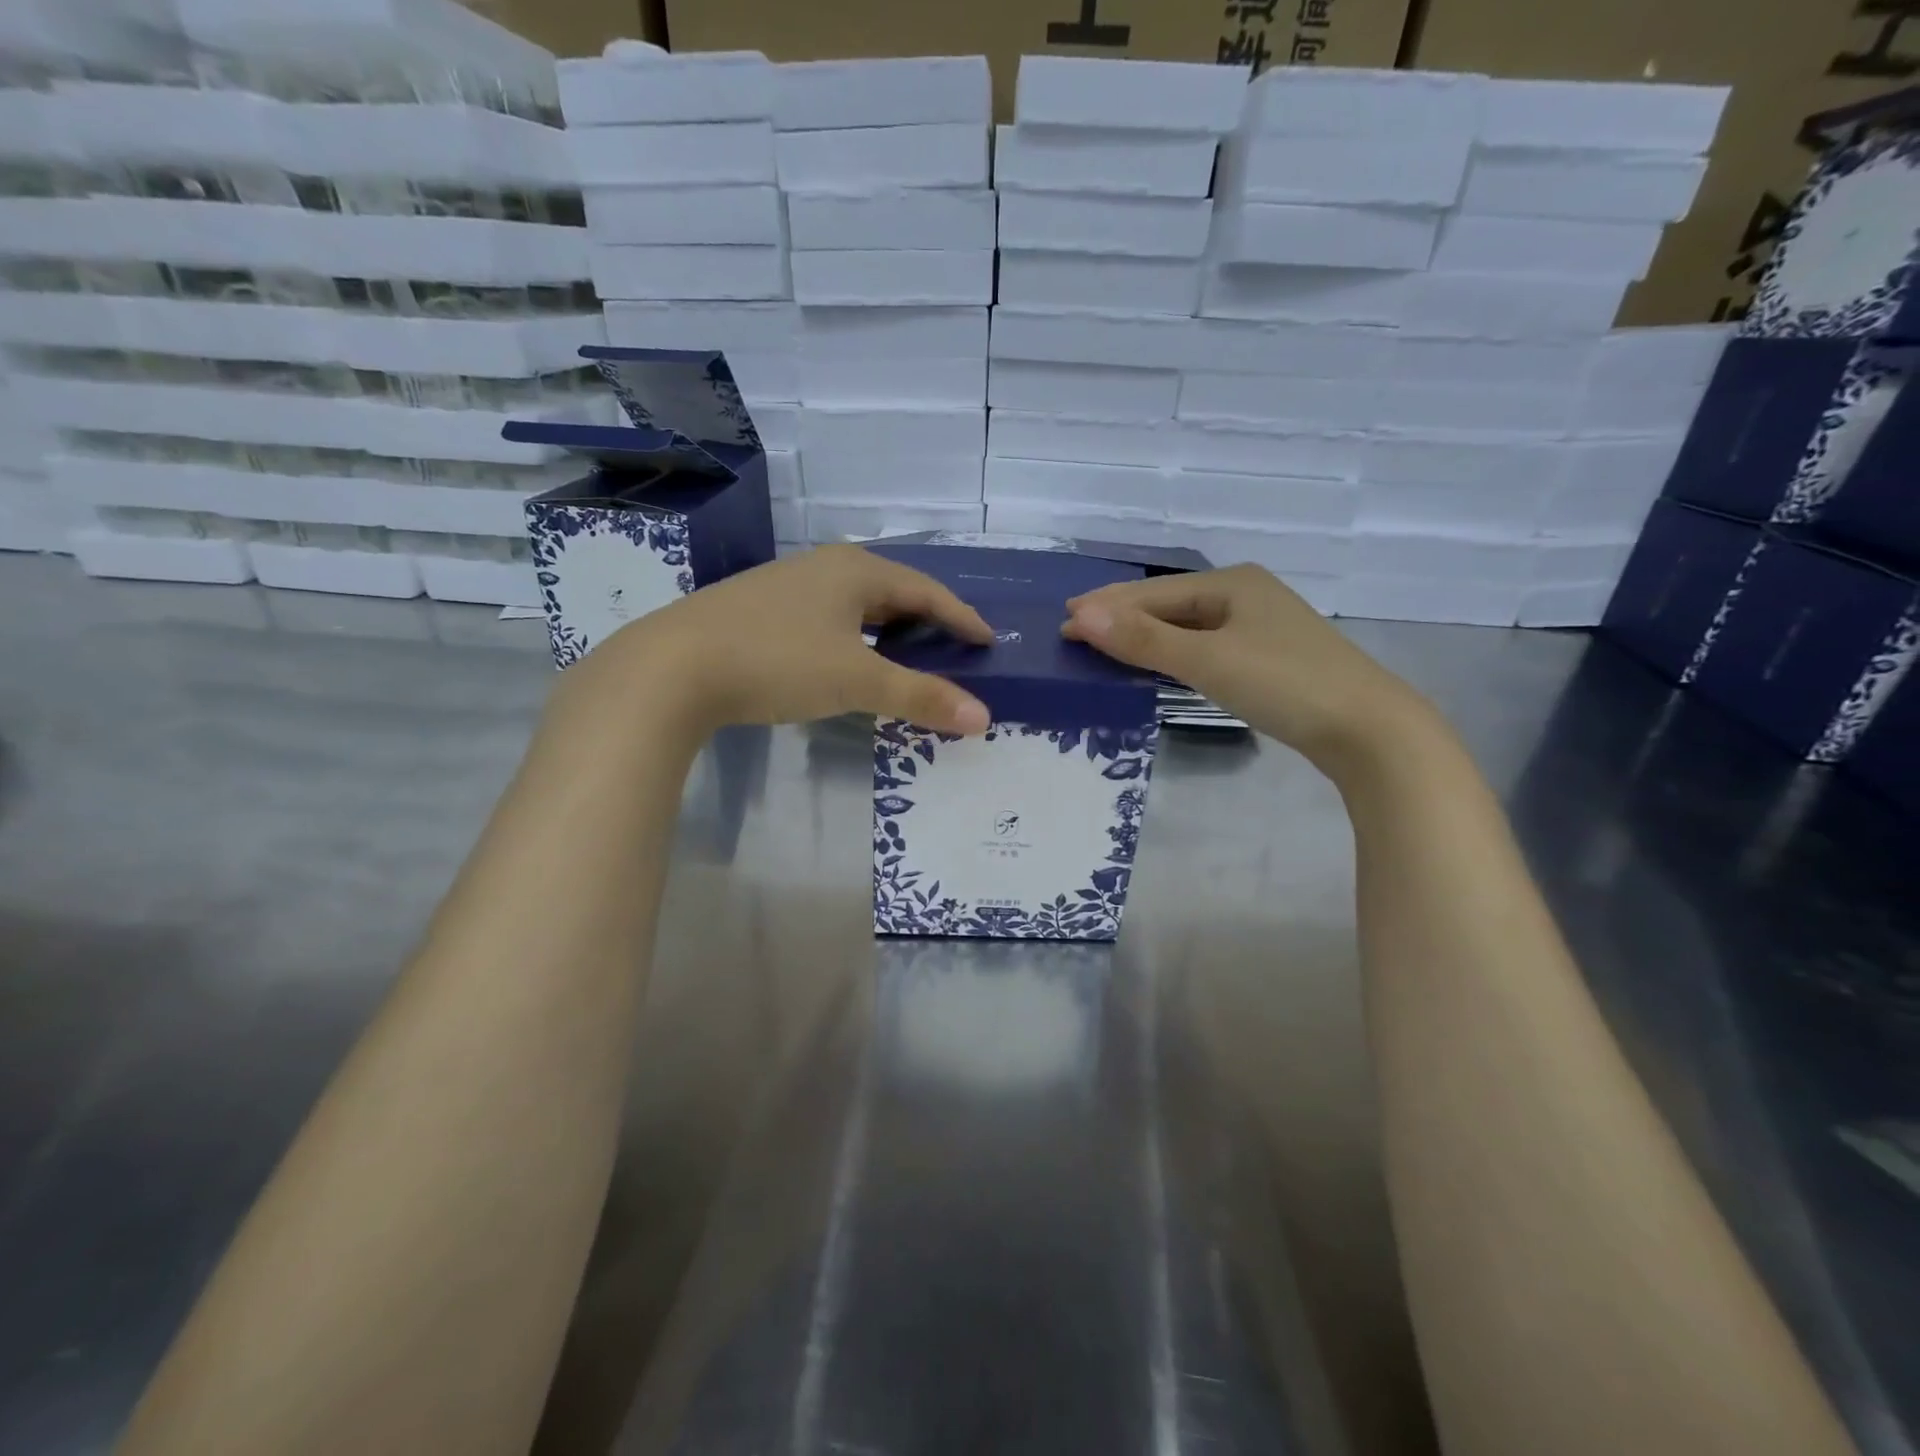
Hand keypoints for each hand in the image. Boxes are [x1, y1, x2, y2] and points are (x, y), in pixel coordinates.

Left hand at [562, 545, 994, 738]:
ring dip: (889, 629)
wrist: (671, 667)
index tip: (987, 642)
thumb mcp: (855, 680)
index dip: (961, 617)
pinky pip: (828, 617)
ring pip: (856, 604)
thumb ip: (919, 696)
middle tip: (953, 649)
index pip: (926, 590)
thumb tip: (982, 718)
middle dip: (927, 620)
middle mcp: (824, 567)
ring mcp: (788, 585)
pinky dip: (854, 638)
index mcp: (855, 570)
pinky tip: (848, 659)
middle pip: (893, 590)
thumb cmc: (777, 662)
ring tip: (909, 656)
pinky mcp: (761, 608)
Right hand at [1061, 565, 1435, 774]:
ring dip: (1144, 636)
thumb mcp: (1207, 660)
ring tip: (1104, 648)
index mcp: (1231, 582)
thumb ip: (1143, 639)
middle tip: (1075, 632)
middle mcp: (1244, 595)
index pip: (1152, 592)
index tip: (1062, 622)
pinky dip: (1172, 653)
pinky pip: (1204, 646)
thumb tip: (1080, 614)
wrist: (1369, 730)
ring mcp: (1259, 627)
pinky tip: (1157, 664)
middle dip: (1121, 618)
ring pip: (1186, 626)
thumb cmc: (1285, 684)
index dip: (1106, 607)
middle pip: (1168, 604)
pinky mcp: (1267, 658)